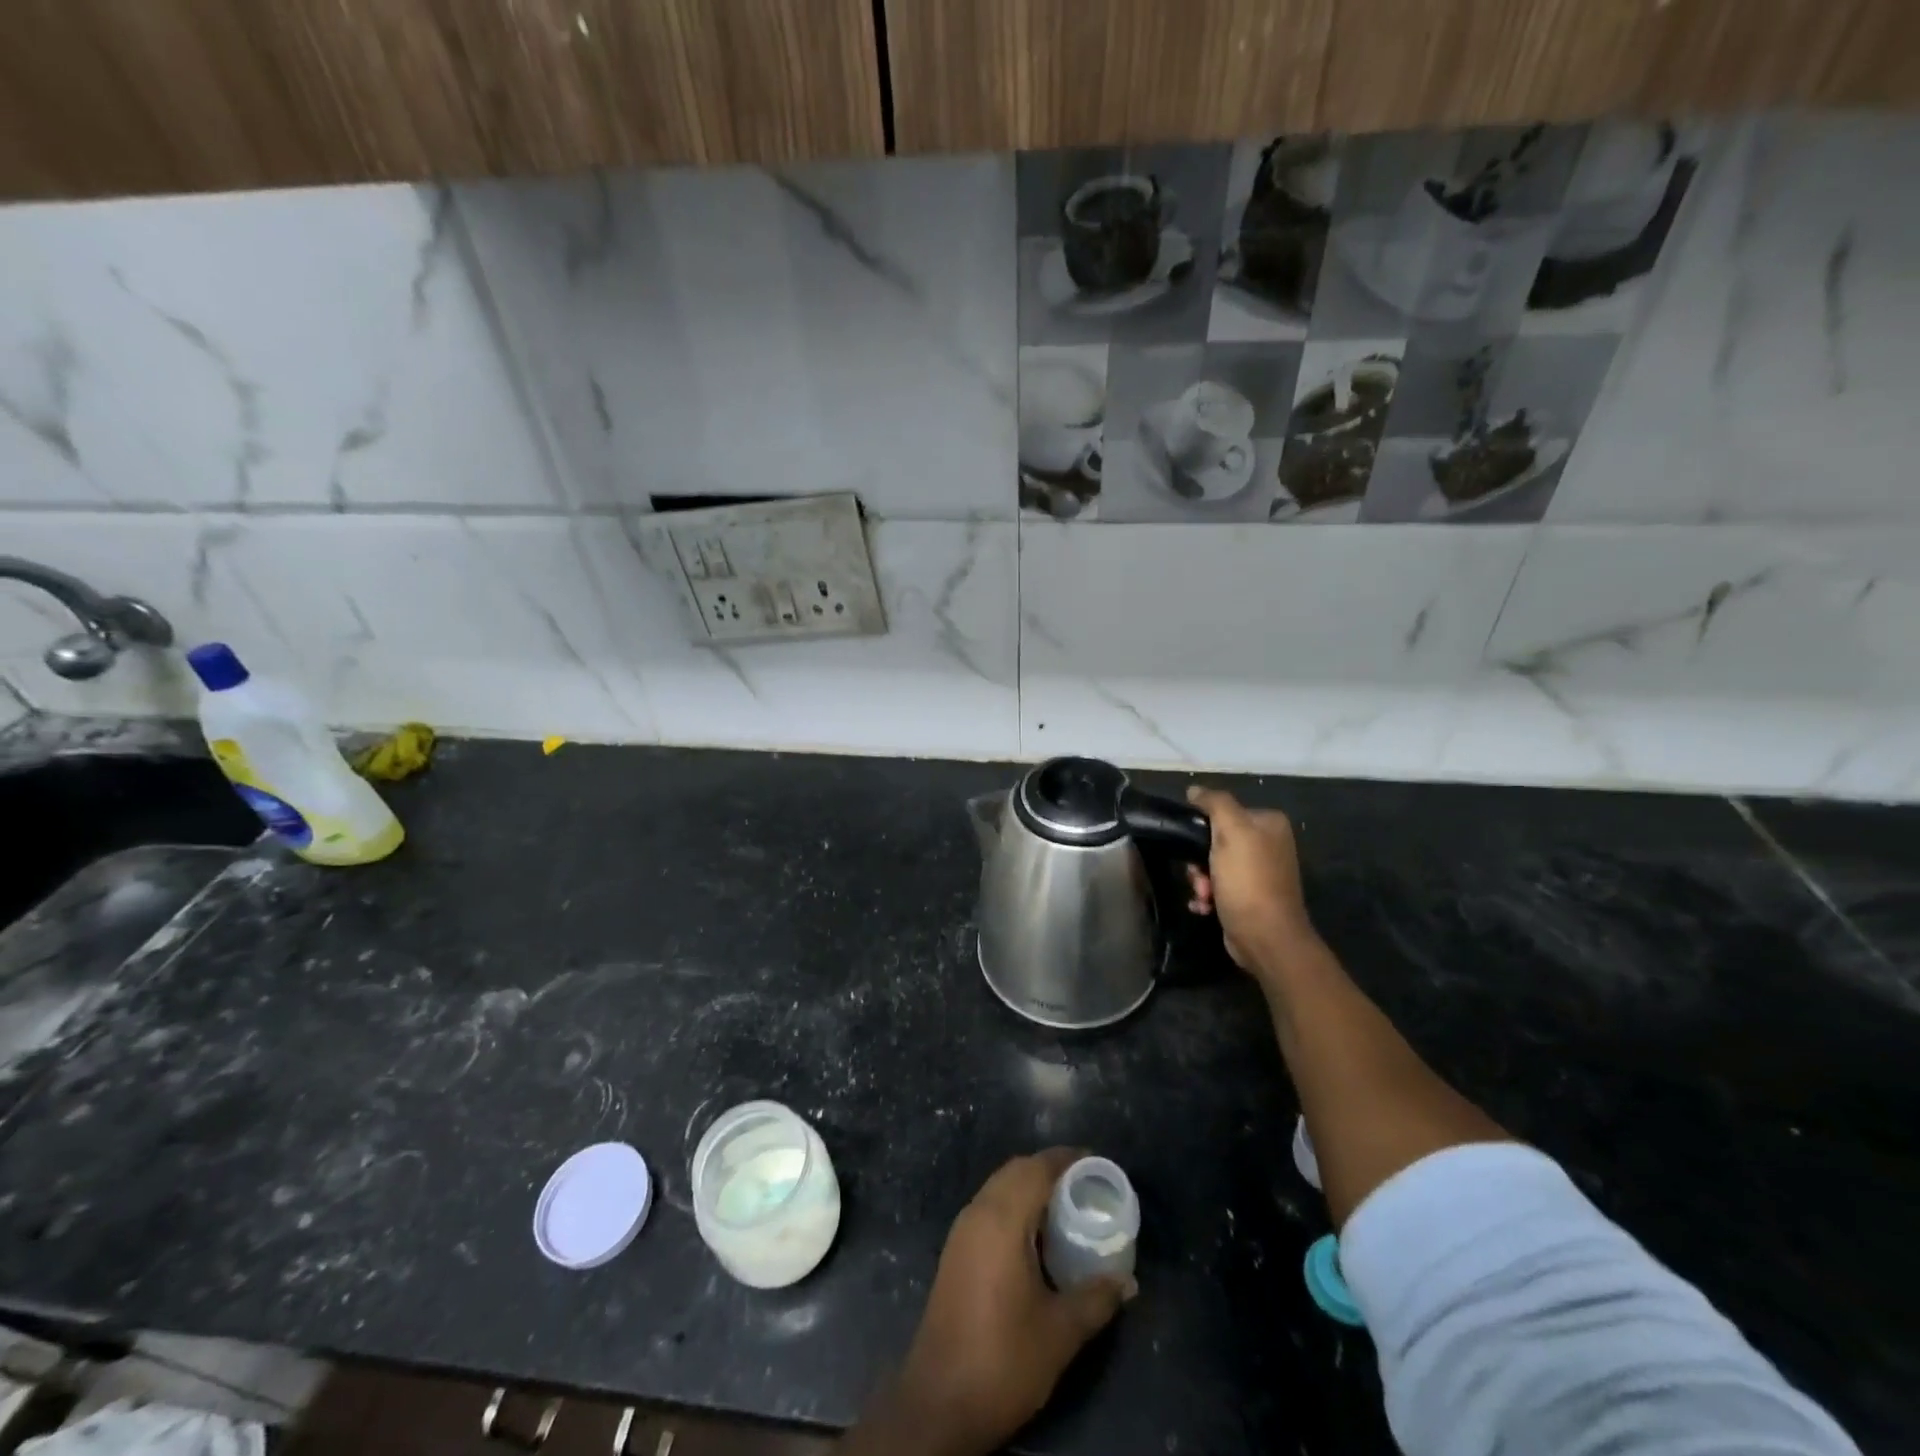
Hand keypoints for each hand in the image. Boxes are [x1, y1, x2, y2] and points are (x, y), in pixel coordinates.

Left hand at [889, 1150, 1132, 1455]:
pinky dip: (1015, 1205)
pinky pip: (989, 1207)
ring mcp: (962, 1231)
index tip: (1097, 1162)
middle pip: (1016, 1170)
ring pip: (999, 1187)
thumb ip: (1096, 1299)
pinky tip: (1037, 1237)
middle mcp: (977, 1213)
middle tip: (1086, 1185)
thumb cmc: (1003, 1359)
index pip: (1036, 1168)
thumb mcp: (1060, 1333)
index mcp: (1001, 1219)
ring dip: (1030, 1186)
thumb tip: (1127, 1281)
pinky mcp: (955, 1251)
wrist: (939, 1402)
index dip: (1067, 1159)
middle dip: (1050, 1169)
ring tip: (1067, 1207)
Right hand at [1184, 787, 1315, 977]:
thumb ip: (1215, 803)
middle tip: (1199, 876)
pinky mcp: (1249, 897)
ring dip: (1199, 880)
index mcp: (1268, 823)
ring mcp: (1259, 872)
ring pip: (1211, 865)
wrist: (1266, 938)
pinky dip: (1206, 896)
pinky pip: (1217, 886)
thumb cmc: (1248, 881)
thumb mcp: (1232, 832)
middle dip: (1199, 861)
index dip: (1202, 827)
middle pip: (1215, 840)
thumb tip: (1195, 790)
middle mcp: (1267, 844)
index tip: (1193, 846)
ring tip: (1203, 895)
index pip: (1223, 811)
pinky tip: (1204, 906)